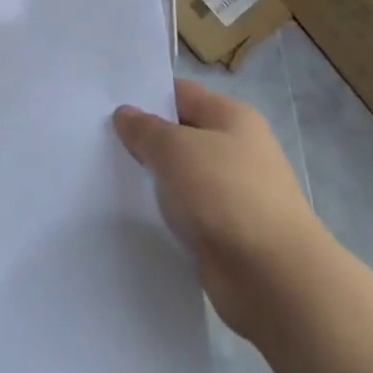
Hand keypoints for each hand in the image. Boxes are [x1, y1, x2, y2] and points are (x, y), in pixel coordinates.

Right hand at [113, 78, 320, 332]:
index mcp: (232, 117)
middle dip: (144, 139)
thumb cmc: (226, 194)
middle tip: (98, 139)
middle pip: (180, 134)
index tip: (106, 104)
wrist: (274, 278)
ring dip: (152, 178)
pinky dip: (164, 211)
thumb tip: (125, 114)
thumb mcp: (176, 148)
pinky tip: (131, 211)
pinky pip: (185, 210)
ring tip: (106, 173)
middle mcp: (235, 150)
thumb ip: (145, 129)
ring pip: (180, 175)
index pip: (181, 94)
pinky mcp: (224, 231)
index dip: (146, 96)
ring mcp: (231, 192)